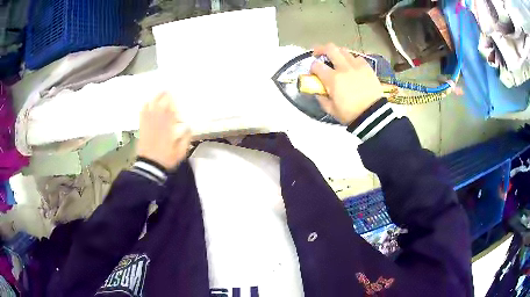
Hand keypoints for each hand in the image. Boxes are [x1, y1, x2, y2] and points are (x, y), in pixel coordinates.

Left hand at [137, 92, 191, 169]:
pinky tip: (146, 103)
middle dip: (164, 97)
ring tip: (159, 93)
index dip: (172, 102)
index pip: (170, 111)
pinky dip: (144, 107)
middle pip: (160, 105)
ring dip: (155, 99)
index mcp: (168, 128)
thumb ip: (186, 139)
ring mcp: (148, 124)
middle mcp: (158, 122)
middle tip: (167, 90)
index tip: (175, 95)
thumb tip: (189, 128)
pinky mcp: (142, 128)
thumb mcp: (181, 152)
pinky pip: (142, 114)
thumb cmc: (166, 158)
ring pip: (151, 107)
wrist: (150, 165)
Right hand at [310, 43, 382, 124]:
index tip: (313, 72)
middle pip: (330, 48)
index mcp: (332, 79)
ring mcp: (356, 66)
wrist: (373, 115)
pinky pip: (357, 57)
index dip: (312, 67)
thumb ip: (322, 98)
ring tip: (337, 60)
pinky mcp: (367, 68)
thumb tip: (318, 91)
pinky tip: (353, 66)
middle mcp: (343, 68)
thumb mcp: (331, 110)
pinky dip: (353, 60)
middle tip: (319, 53)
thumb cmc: (350, 114)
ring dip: (337, 53)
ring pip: (344, 50)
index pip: (316, 65)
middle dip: (321, 49)